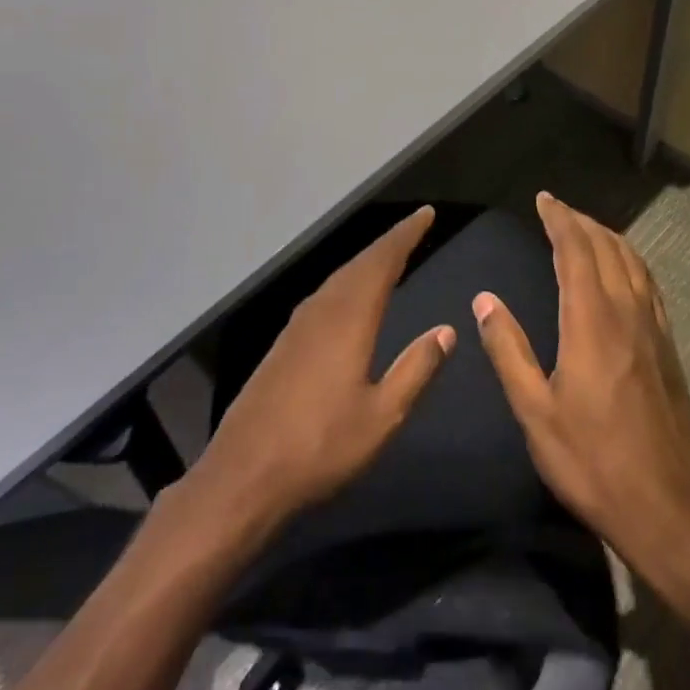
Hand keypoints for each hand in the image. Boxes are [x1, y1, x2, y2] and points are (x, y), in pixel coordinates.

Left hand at [192, 206, 456, 526]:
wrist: (243, 475)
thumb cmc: (320, 447)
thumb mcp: (382, 416)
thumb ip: (416, 369)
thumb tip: (447, 331)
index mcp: (349, 320)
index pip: (382, 262)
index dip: (405, 235)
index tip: (426, 214)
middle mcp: (322, 311)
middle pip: (359, 263)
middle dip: (389, 242)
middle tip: (414, 227)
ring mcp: (298, 326)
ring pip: (339, 278)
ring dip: (367, 261)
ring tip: (390, 255)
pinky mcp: (284, 344)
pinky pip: (325, 295)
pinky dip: (348, 281)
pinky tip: (350, 296)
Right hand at [473, 193, 689, 559]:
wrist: (668, 506)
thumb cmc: (593, 461)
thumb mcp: (536, 412)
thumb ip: (509, 351)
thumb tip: (485, 301)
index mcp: (590, 321)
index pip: (576, 251)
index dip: (559, 220)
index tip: (544, 200)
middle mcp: (627, 312)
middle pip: (608, 248)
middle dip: (582, 222)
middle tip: (558, 210)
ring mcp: (654, 329)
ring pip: (634, 262)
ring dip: (609, 237)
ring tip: (587, 230)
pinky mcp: (668, 348)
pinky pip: (650, 285)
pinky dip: (633, 262)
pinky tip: (625, 272)